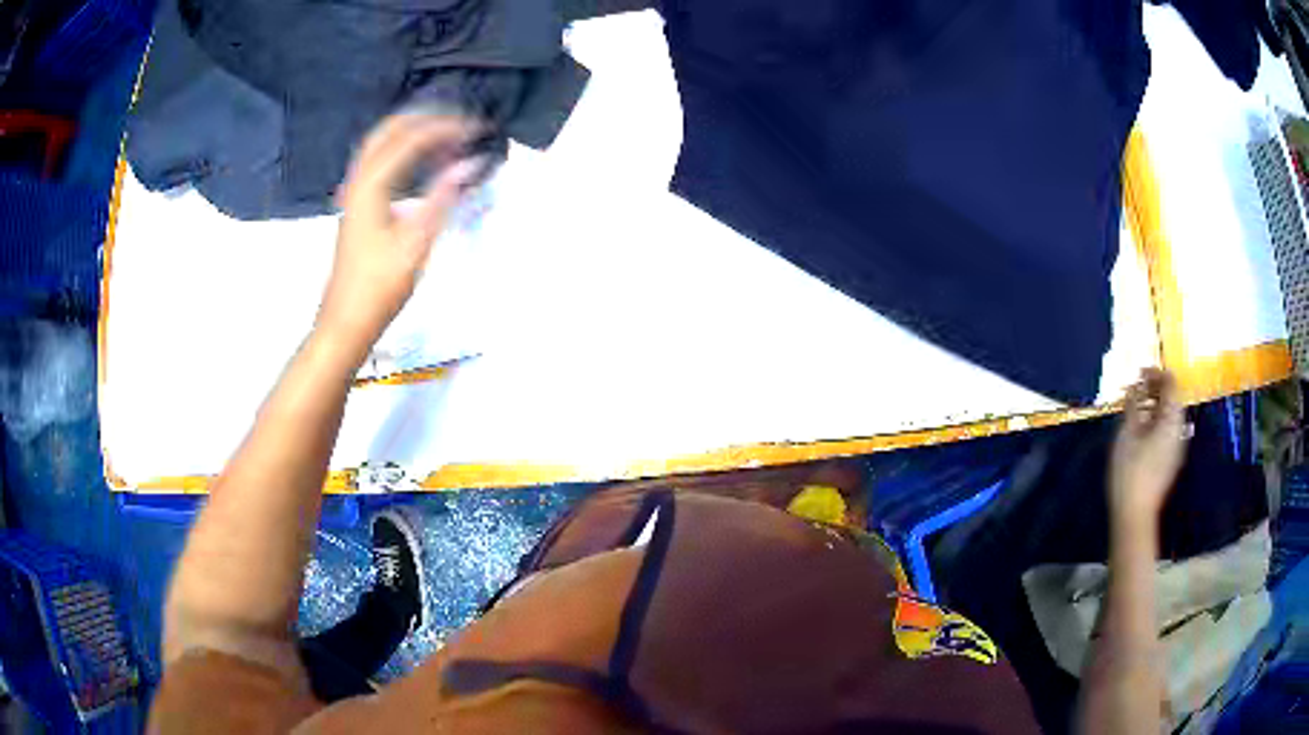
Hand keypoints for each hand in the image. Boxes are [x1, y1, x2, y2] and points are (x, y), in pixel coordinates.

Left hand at [316, 113, 482, 361]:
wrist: (346, 321)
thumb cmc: (380, 286)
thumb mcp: (417, 242)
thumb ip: (443, 196)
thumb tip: (471, 163)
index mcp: (371, 184)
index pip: (412, 138)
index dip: (446, 128)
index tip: (478, 129)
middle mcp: (359, 179)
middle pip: (391, 129)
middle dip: (427, 119)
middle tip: (462, 124)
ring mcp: (354, 191)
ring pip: (382, 144)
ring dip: (414, 133)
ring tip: (448, 136)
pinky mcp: (357, 205)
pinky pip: (380, 162)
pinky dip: (404, 151)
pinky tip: (424, 163)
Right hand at [1108, 369, 1188, 528]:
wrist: (1135, 514)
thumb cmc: (1130, 470)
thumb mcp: (1128, 433)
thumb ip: (1134, 405)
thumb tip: (1136, 385)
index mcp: (1172, 419)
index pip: (1170, 384)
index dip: (1156, 373)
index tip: (1139, 372)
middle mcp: (1179, 429)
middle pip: (1172, 399)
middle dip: (1155, 389)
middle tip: (1136, 389)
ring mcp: (1176, 446)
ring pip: (1170, 415)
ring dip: (1155, 406)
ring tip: (1136, 408)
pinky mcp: (1170, 460)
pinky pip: (1167, 430)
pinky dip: (1156, 421)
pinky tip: (1141, 430)